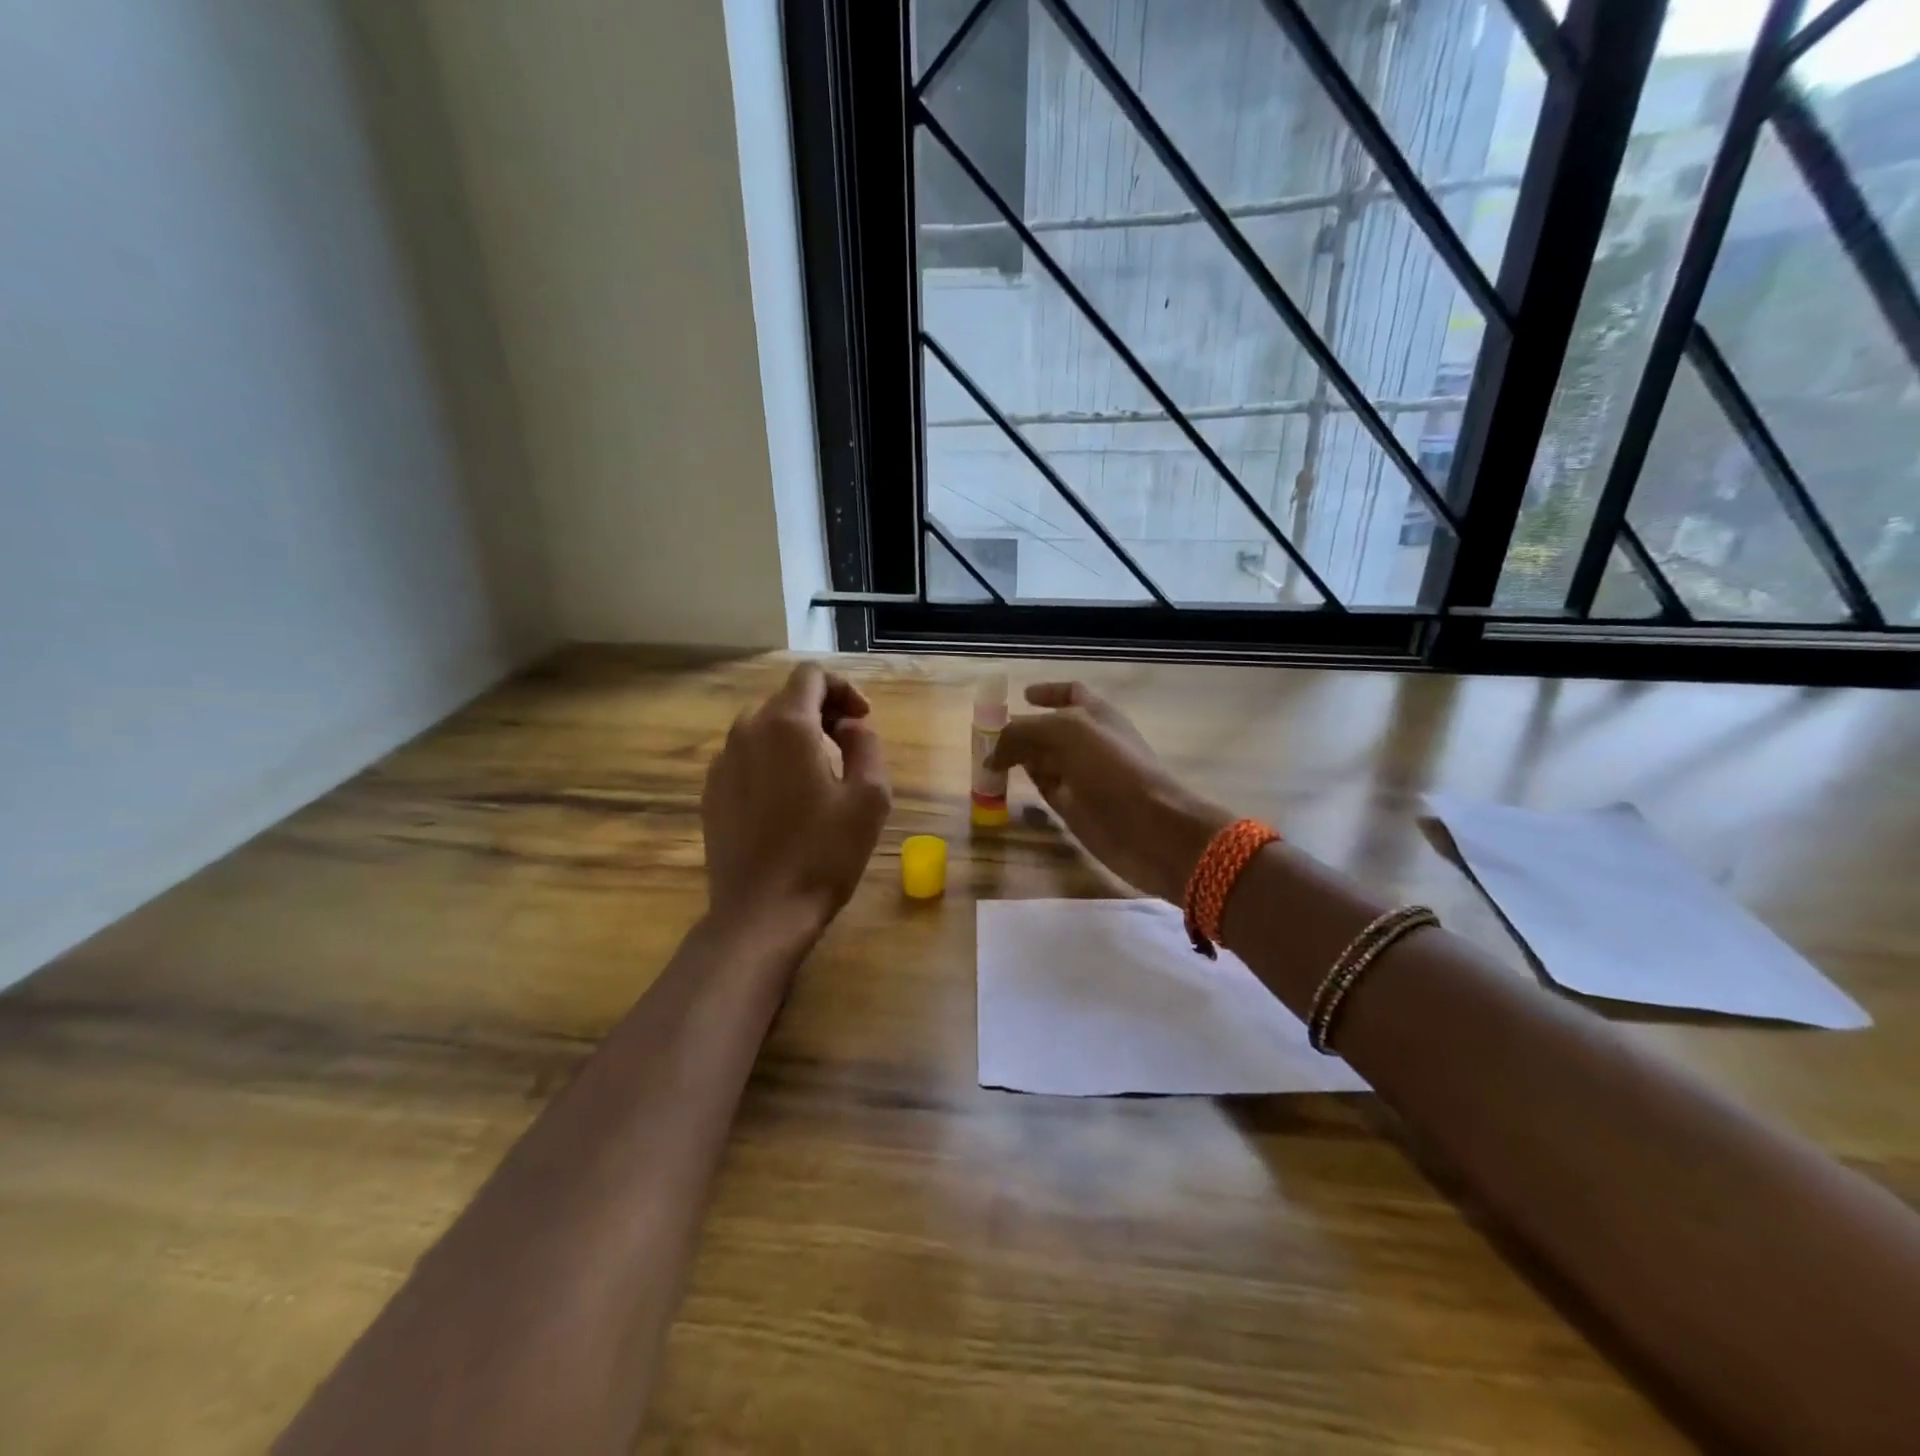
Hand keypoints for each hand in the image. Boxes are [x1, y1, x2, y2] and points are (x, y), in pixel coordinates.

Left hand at [702, 663, 891, 929]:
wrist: (762, 912)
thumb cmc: (824, 854)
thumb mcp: (869, 798)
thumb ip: (866, 746)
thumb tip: (850, 727)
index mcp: (787, 726)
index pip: (811, 676)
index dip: (844, 689)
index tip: (863, 720)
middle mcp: (747, 732)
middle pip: (786, 699)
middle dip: (821, 711)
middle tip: (848, 745)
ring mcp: (722, 762)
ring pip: (762, 727)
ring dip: (795, 735)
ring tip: (820, 772)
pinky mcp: (711, 792)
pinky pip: (744, 756)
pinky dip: (770, 759)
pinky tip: (787, 798)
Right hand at [989, 682, 1232, 902]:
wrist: (1151, 826)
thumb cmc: (1113, 768)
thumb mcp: (1067, 733)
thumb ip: (1025, 732)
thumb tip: (992, 752)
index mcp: (1095, 714)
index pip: (1070, 694)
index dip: (1047, 692)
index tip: (1021, 696)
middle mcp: (1087, 742)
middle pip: (1048, 729)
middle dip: (1020, 729)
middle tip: (984, 735)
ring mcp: (1080, 776)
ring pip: (1042, 760)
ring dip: (1017, 757)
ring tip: (985, 759)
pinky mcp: (1073, 808)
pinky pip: (1043, 789)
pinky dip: (1024, 784)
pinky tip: (1002, 785)